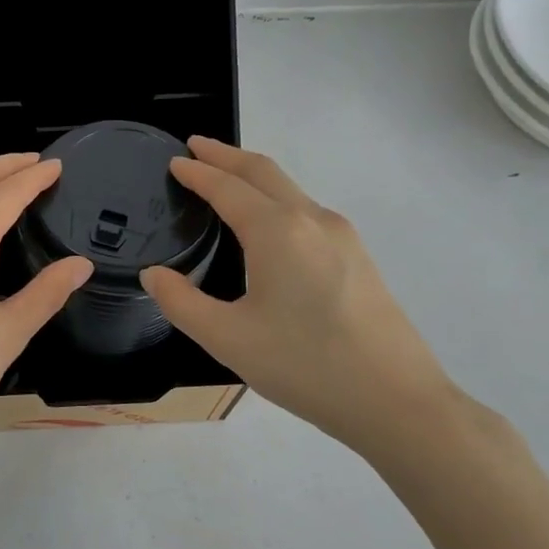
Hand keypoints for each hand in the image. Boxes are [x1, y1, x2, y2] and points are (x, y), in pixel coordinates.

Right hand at [140, 138, 458, 456]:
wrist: (394, 400)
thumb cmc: (304, 365)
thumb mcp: (226, 338)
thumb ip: (180, 302)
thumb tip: (154, 274)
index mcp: (277, 231)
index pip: (227, 187)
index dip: (197, 172)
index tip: (174, 160)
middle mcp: (312, 220)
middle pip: (264, 172)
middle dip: (227, 155)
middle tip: (196, 147)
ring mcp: (342, 237)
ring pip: (290, 190)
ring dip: (254, 176)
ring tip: (226, 180)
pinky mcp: (358, 258)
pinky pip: (307, 212)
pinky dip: (276, 200)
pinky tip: (267, 225)